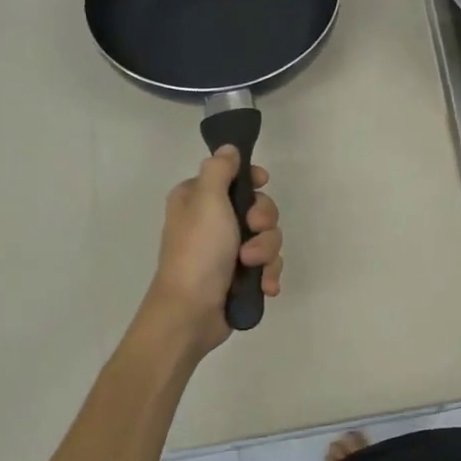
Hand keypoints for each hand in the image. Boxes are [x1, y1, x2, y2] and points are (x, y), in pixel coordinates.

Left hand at [145, 147, 282, 349]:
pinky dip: (268, 274)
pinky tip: (264, 286)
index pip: (234, 176)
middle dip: (264, 223)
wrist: (191, 312)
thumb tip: (229, 148)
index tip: (262, 184)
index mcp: (198, 199)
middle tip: (251, 232)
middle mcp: (213, 221)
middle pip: (259, 208)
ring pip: (268, 238)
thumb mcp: (206, 200)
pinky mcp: (240, 276)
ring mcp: (228, 251)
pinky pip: (268, 265)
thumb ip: (220, 170)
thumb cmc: (198, 251)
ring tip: (252, 267)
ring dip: (266, 252)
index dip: (253, 180)